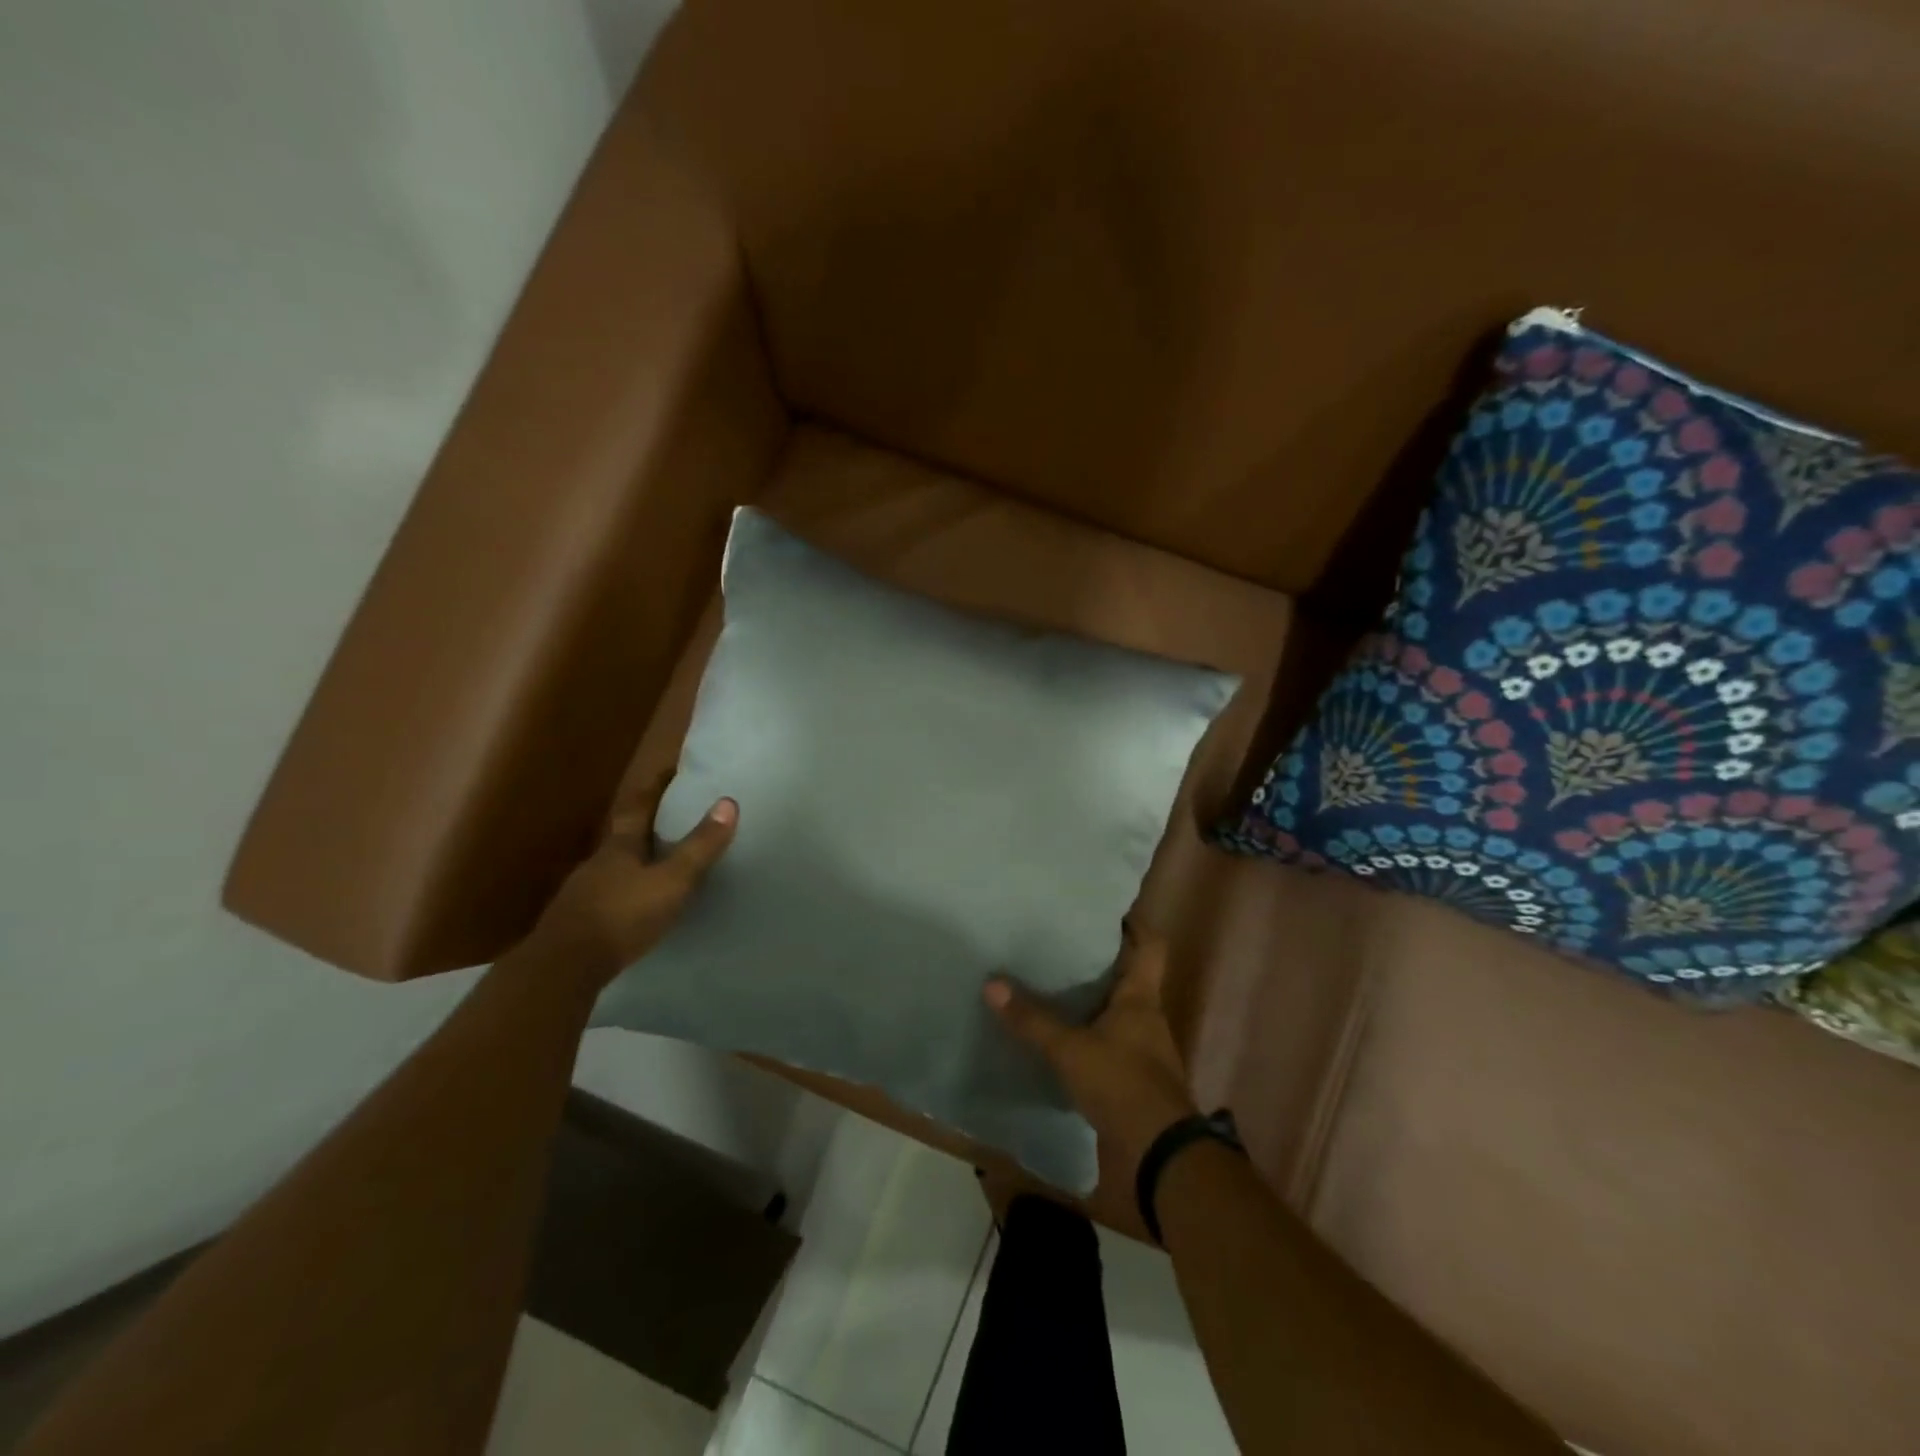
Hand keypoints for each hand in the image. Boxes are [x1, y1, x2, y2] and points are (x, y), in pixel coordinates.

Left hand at [528, 770, 737, 988]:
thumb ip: (699, 846)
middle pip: (625, 836)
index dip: (654, 787)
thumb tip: (728, 801)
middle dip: (647, 825)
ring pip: (616, 867)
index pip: (638, 807)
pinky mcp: (580, 922)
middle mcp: (599, 863)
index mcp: (620, 847)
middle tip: (674, 818)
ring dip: (638, 861)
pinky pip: (611, 896)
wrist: (563, 968)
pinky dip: (628, 892)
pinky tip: (639, 905)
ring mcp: (585, 893)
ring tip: (662, 864)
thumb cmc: (621, 915)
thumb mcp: (671, 881)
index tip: (670, 770)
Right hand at [984, 926, 1198, 1180]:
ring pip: (1118, 1006)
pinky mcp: (1133, 1074)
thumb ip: (1032, 1019)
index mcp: (1141, 997)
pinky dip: (1090, 1029)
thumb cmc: (1122, 1083)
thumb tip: (991, 983)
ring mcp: (1143, 1046)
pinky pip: (1110, 1037)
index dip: (1134, 924)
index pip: (1150, 945)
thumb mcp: (1070, 1050)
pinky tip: (1062, 1032)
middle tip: (1064, 941)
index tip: (1105, 910)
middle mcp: (1146, 1015)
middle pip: (1130, 973)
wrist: (1160, 1152)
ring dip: (1094, 995)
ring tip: (1055, 980)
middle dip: (1102, 958)